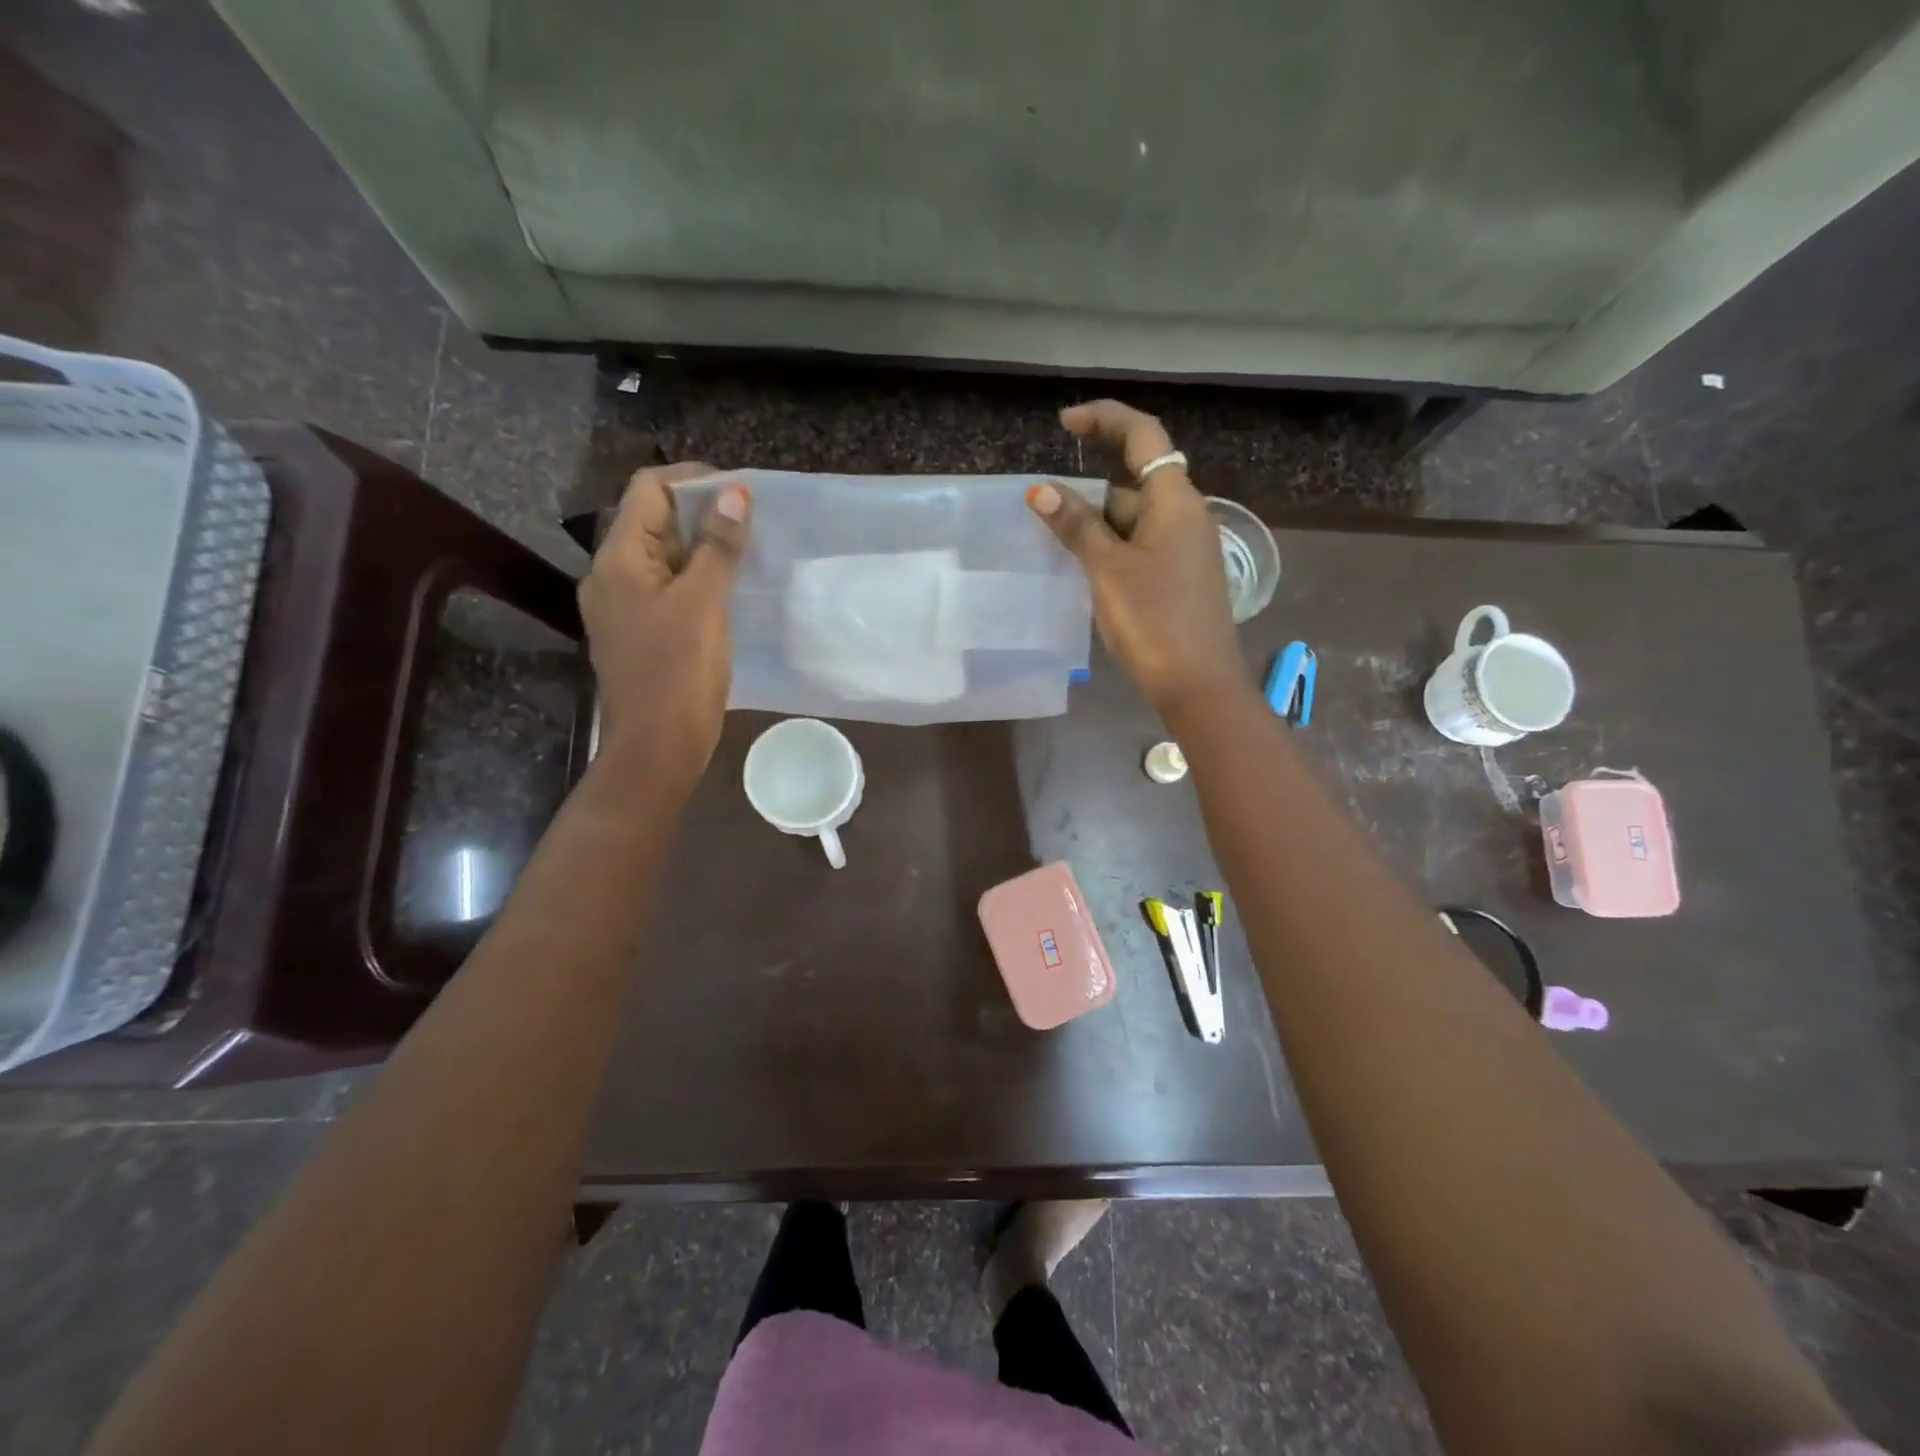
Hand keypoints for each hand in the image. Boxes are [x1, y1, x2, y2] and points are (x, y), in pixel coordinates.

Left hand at [578, 463, 751, 784]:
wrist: (657, 748)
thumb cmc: (678, 673)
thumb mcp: (703, 603)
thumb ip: (717, 547)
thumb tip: (735, 494)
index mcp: (617, 561)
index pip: (647, 491)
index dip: (691, 481)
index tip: (739, 489)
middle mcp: (612, 577)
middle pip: (652, 522)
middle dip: (701, 514)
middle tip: (751, 520)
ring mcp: (625, 608)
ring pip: (664, 558)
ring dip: (702, 548)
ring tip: (747, 550)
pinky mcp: (643, 634)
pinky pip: (669, 590)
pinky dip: (697, 580)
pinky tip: (731, 589)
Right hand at [1029, 400, 1245, 719]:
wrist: (1199, 685)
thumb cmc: (1154, 621)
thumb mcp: (1108, 570)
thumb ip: (1076, 526)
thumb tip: (1040, 490)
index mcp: (1176, 501)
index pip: (1143, 436)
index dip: (1104, 419)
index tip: (1064, 424)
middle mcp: (1186, 516)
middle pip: (1134, 481)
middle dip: (1090, 489)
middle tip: (1046, 510)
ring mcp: (1185, 549)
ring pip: (1134, 518)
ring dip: (1097, 524)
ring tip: (1055, 544)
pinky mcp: (1180, 577)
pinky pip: (1140, 546)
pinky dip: (1111, 547)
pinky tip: (1084, 570)